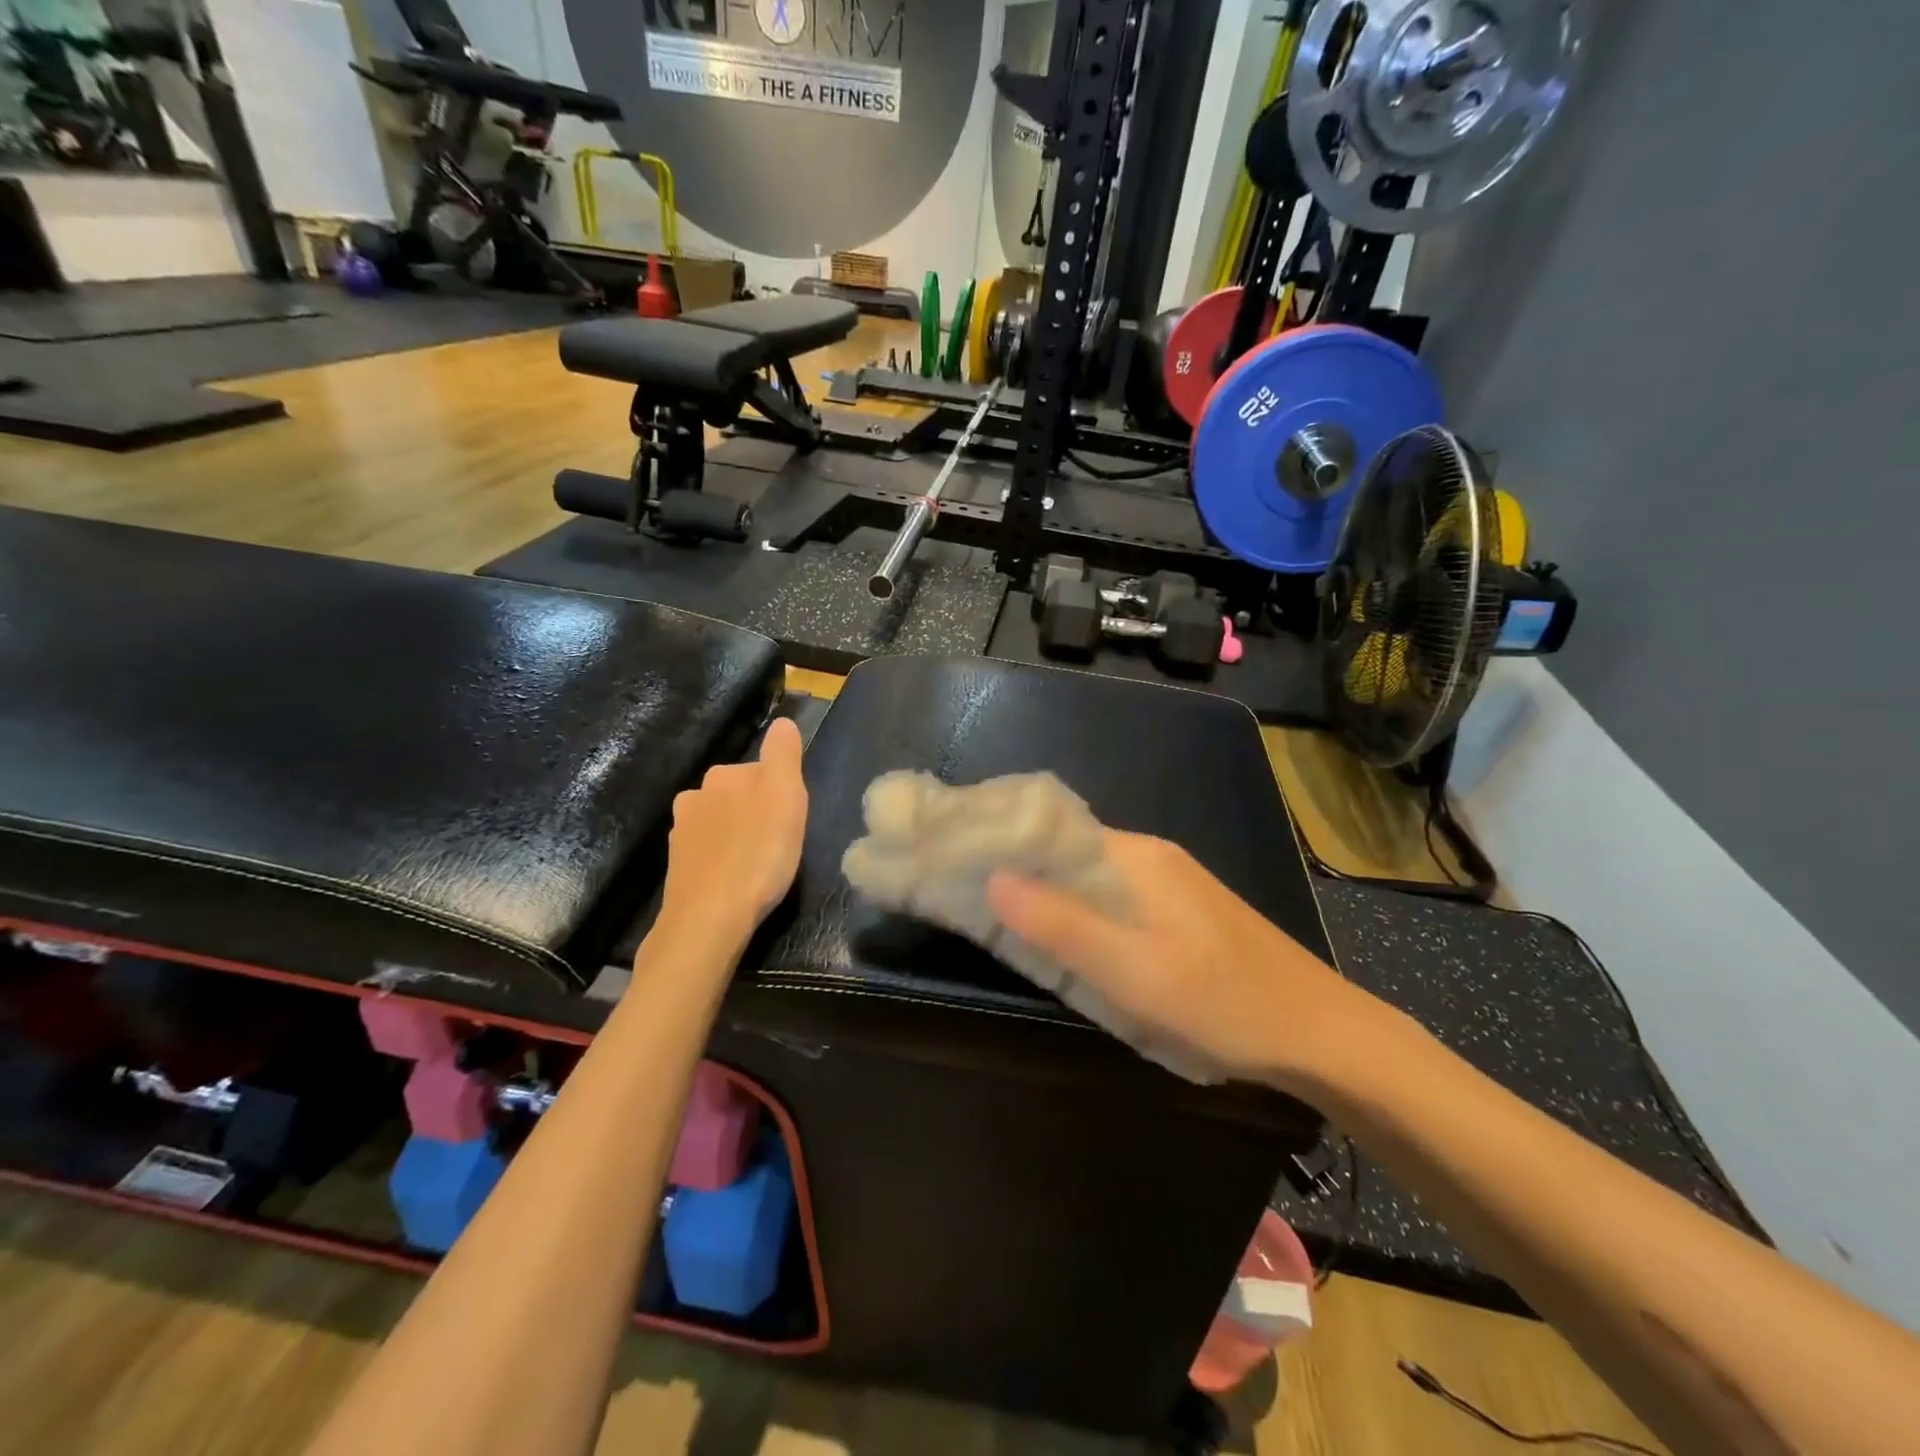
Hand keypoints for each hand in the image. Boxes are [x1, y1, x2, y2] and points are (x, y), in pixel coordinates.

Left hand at [659, 717, 808, 947]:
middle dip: (758, 812)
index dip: (782, 793)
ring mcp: (681, 832)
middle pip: (739, 794)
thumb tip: (782, 722)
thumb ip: (784, 755)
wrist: (710, 918)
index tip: (792, 820)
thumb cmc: (759, 854)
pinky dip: (723, 858)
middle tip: (780, 843)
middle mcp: (695, 795)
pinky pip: (709, 851)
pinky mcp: (677, 865)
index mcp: (723, 774)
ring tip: (758, 864)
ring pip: (721, 822)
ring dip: (739, 835)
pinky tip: (735, 879)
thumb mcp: (786, 797)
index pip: (762, 771)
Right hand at [986, 831, 1382, 1088]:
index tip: (953, 861)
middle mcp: (1150, 856)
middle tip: (965, 899)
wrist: (1320, 1035)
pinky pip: (1111, 900)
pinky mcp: (1179, 912)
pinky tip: (1065, 941)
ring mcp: (1168, 884)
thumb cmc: (1221, 1002)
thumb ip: (1060, 924)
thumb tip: (991, 876)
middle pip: (1066, 854)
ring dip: (1046, 895)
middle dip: (1017, 872)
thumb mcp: (1132, 971)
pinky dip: (1077, 913)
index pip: (1050, 832)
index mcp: (1136, 857)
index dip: (1001, 844)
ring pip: (1087, 879)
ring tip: (998, 920)